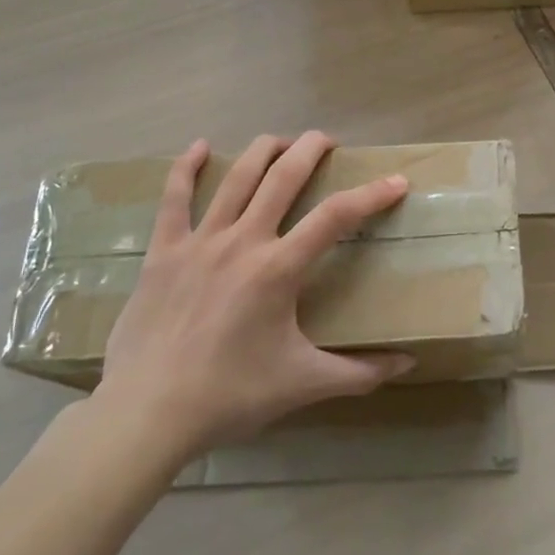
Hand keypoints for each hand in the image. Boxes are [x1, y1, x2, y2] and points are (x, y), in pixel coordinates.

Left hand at [92, 131, 414, 456]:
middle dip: (310, 150)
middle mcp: (242, 241)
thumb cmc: (231, 395)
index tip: (397, 181)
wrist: (147, 414)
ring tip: (281, 141)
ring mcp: (199, 242)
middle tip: (328, 141)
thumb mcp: (304, 384)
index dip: (372, 194)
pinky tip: (198, 147)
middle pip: (283, 177)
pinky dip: (185, 169)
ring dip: (262, 151)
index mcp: (279, 268)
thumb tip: (407, 364)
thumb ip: (360, 372)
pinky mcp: (162, 253)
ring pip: (235, 178)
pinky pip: (173, 200)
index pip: (337, 216)